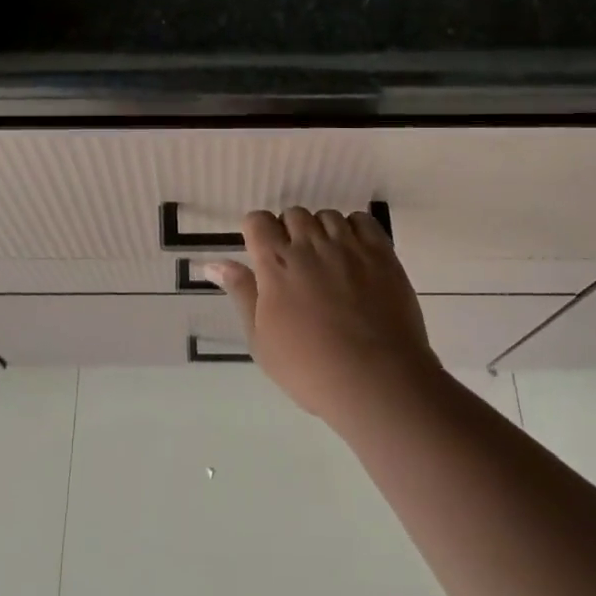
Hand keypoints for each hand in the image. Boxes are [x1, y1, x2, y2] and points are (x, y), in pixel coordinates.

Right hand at [208, 208, 440, 427]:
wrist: (376, 381)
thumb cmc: (309, 368)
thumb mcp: (261, 338)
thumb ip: (241, 292)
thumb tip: (213, 264)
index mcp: (276, 263)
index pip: (258, 220)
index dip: (257, 232)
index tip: (263, 253)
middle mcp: (310, 244)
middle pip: (293, 214)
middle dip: (290, 232)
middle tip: (296, 266)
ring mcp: (348, 246)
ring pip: (327, 216)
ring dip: (321, 232)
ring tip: (327, 263)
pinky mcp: (381, 253)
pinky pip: (362, 221)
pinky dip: (354, 229)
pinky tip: (353, 254)